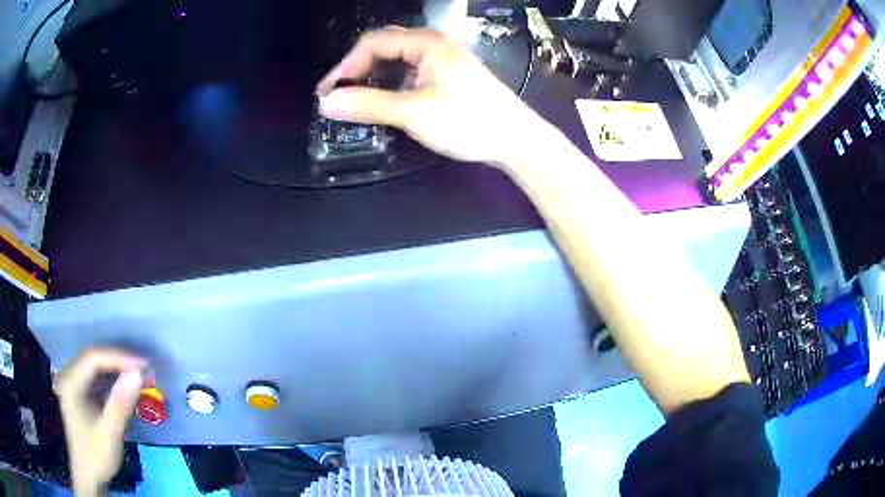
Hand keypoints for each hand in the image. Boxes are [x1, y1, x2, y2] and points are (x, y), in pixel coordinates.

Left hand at [57, 349, 145, 495]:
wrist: (88, 476)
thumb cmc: (96, 456)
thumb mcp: (109, 433)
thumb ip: (120, 403)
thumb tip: (138, 374)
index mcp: (71, 383)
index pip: (93, 358)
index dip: (118, 358)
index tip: (143, 365)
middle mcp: (69, 377)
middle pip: (93, 359)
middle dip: (117, 361)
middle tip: (142, 368)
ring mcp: (73, 386)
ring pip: (94, 367)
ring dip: (115, 368)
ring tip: (136, 374)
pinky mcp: (79, 395)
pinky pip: (94, 378)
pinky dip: (110, 379)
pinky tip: (122, 385)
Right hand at [316, 26, 549, 166]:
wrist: (517, 140)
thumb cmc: (469, 121)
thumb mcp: (414, 112)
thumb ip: (369, 105)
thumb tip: (326, 102)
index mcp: (427, 43)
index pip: (374, 43)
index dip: (346, 65)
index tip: (327, 92)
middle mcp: (434, 45)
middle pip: (385, 48)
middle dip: (358, 69)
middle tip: (338, 95)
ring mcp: (443, 61)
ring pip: (398, 62)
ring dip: (374, 78)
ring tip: (355, 101)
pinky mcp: (448, 78)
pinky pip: (411, 74)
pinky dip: (392, 86)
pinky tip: (385, 102)